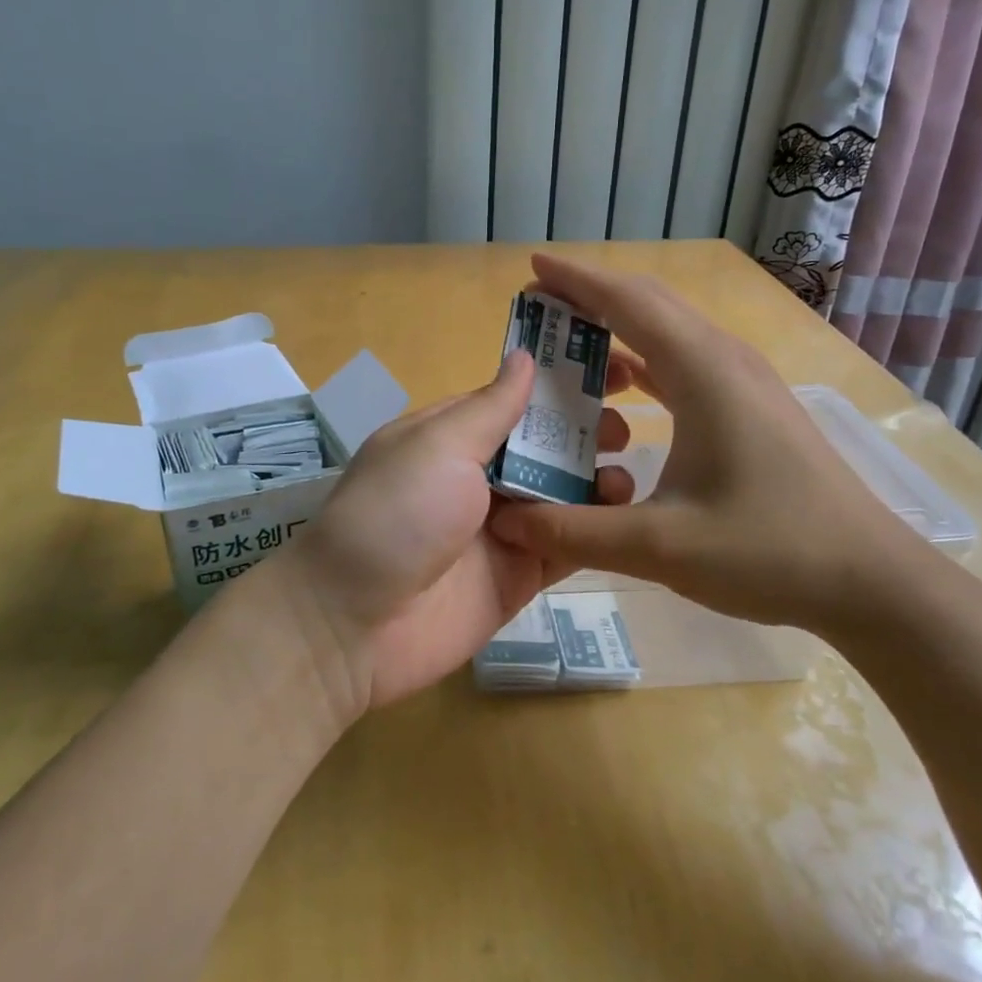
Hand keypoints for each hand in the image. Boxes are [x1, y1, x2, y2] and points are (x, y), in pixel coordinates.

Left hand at [277, 348, 635, 718]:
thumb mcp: (438, 446)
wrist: (354, 625)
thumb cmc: (395, 515)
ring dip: (597, 479)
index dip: (562, 382)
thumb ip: (491, 408)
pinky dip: (595, 529)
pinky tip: (624, 515)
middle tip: (628, 429)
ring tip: (626, 473)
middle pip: (545, 446)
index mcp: (453, 436)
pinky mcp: (520, 574)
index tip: (616, 369)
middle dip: (586, 432)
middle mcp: (479, 476)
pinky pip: (566, 544)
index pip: (516, 399)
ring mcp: (502, 527)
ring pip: (563, 494)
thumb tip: (524, 356)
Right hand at [487, 254, 927, 643]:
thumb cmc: (769, 552)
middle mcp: (725, 360)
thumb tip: (506, 524)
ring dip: (619, 331)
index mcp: (703, 372)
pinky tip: (623, 392)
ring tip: (569, 351)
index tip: (532, 268)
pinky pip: (686, 363)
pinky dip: (645, 363)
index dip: (576, 281)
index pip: (627, 303)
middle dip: (592, 297)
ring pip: (671, 332)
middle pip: (650, 304)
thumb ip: (573, 532)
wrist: (870, 581)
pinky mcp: (753, 407)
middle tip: (539, 310)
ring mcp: (745, 382)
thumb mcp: (659, 547)